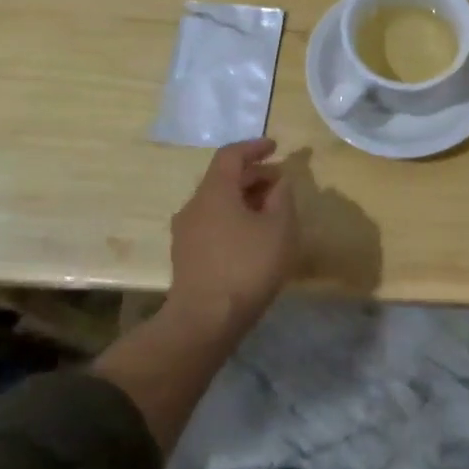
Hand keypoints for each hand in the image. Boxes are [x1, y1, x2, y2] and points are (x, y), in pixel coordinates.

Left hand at [167, 139, 299, 335]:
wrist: (204, 322)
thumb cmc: (246, 267)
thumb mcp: (279, 228)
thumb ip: (282, 197)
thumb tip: (279, 183)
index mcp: (214, 191)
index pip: (231, 155)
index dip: (254, 147)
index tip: (275, 147)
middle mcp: (194, 205)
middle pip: (223, 178)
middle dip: (253, 175)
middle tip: (280, 182)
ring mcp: (185, 232)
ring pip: (217, 202)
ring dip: (244, 199)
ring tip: (270, 211)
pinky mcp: (185, 256)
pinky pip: (212, 223)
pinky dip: (233, 218)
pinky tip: (252, 237)